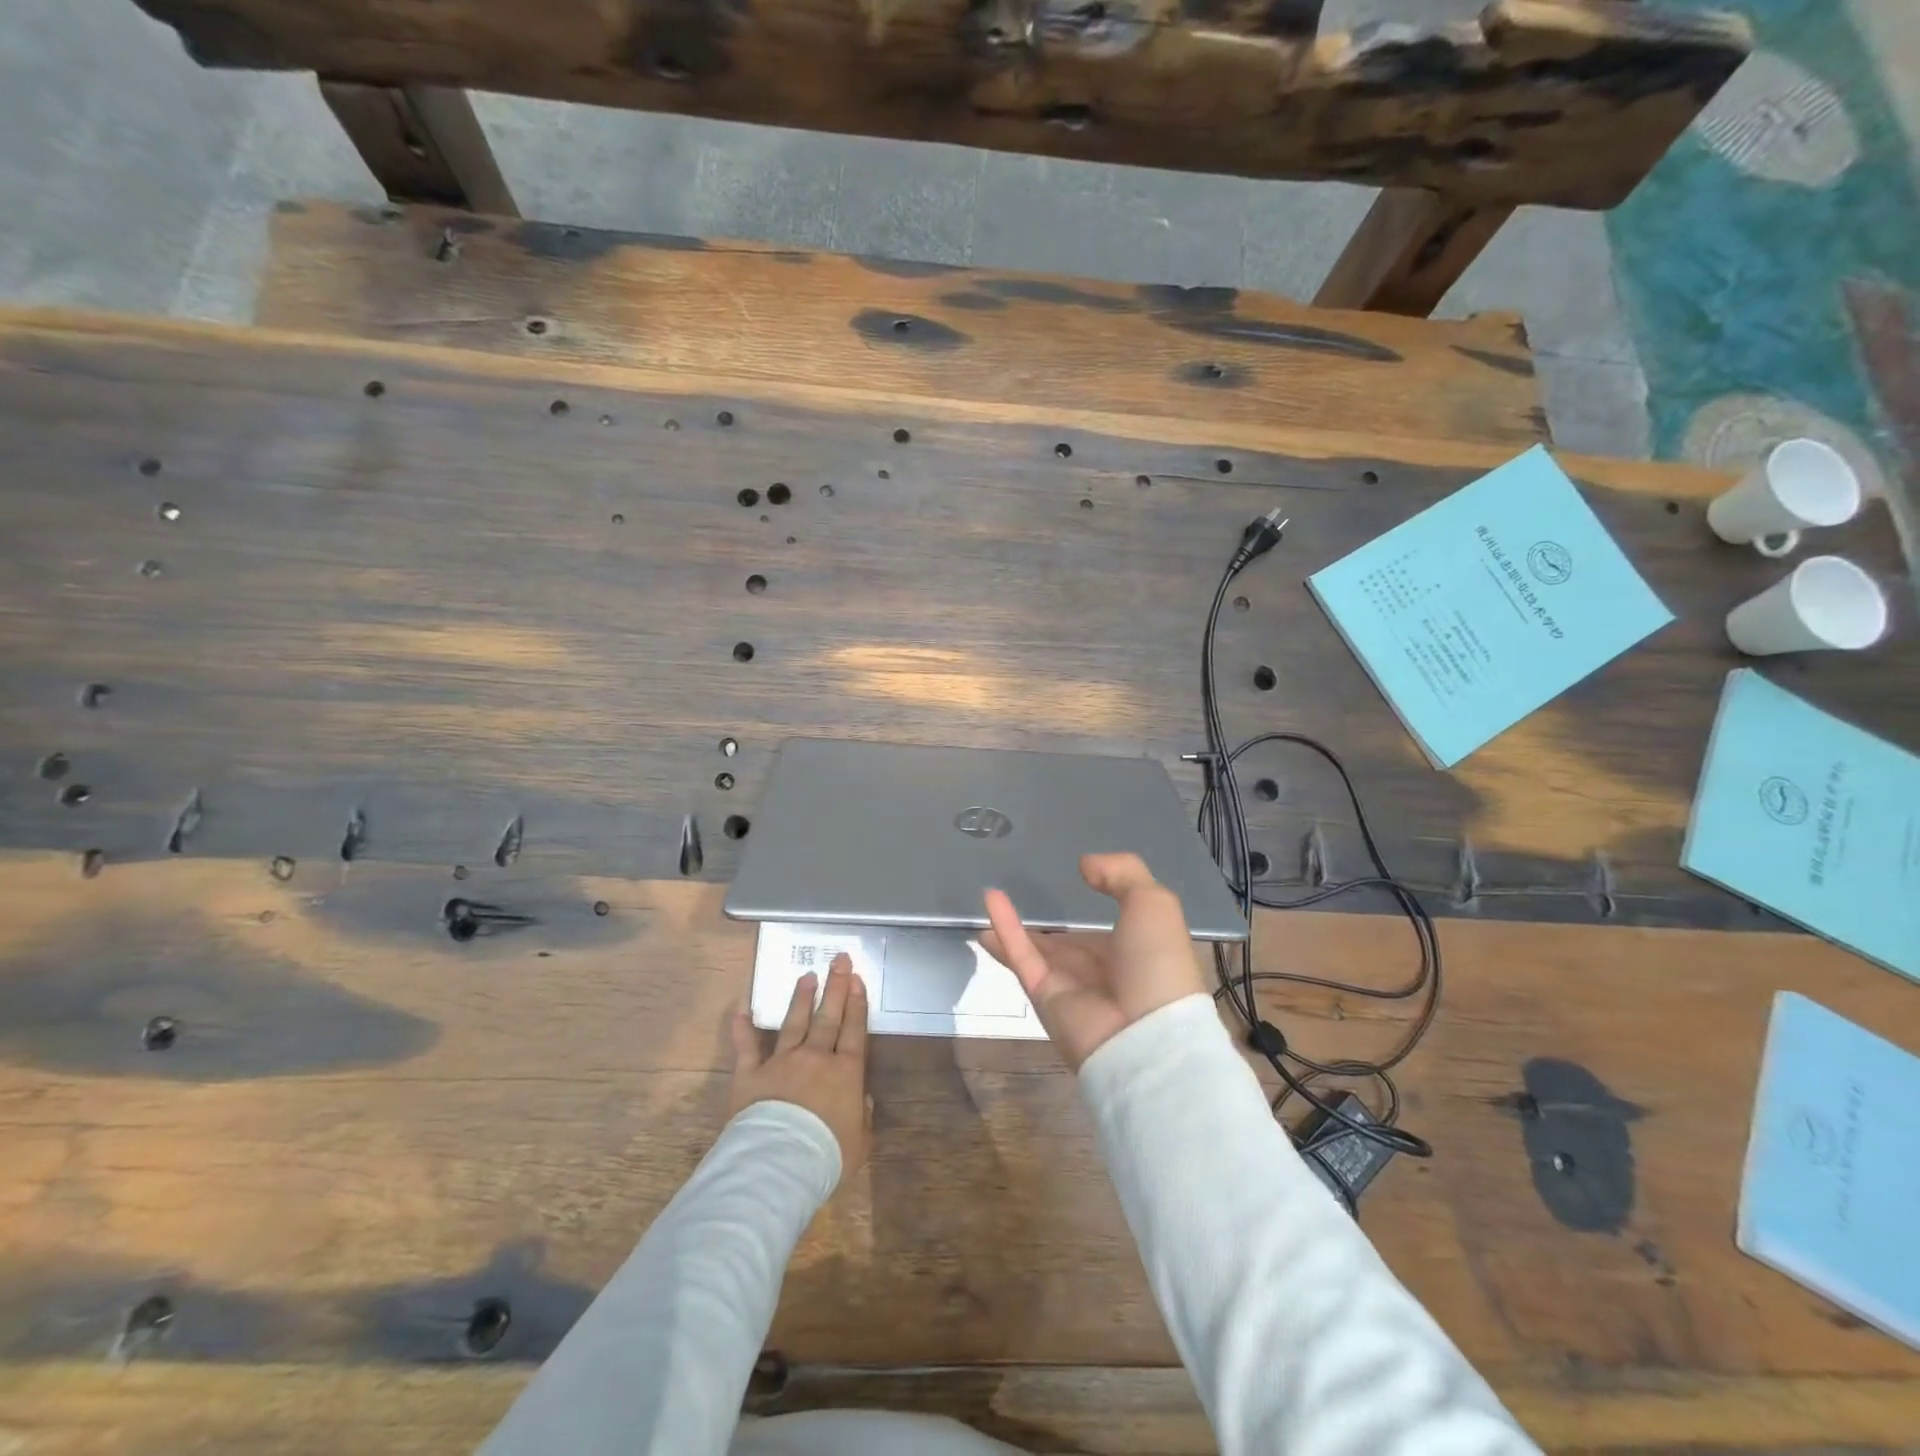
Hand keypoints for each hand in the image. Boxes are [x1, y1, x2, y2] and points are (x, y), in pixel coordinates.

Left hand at [729, 953, 872, 1174]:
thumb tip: (862, 1099)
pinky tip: (741, 1008)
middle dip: (835, 986)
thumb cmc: (827, 1155)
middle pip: (827, 1017)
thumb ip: (862, 1116)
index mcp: (845, 1072)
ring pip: (793, 1023)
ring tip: (807, 976)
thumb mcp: (860, 1142)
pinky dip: (742, 1027)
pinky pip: (746, 1047)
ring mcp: (781, 1062)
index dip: (857, 1003)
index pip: (854, 1030)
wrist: (780, 1164)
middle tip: (839, 960)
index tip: (857, 979)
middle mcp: (815, 1058)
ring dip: (800, 998)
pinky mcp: (750, 1074)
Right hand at [982, 852, 1205, 1070]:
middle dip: (1052, 927)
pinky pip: (1021, 954)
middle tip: (1026, 897)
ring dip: (1015, 925)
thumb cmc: (1157, 963)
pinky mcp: (1043, 994)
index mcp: (1138, 952)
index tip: (1081, 878)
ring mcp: (1071, 984)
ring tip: (990, 896)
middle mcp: (1104, 970)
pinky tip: (989, 897)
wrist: (1144, 1034)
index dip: (1099, 908)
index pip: (1113, 929)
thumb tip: (1084, 865)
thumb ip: (1122, 874)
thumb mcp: (1153, 903)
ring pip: (1038, 948)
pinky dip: (1005, 926)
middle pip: (1070, 943)